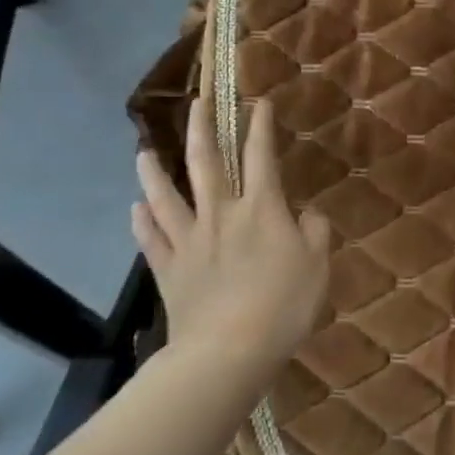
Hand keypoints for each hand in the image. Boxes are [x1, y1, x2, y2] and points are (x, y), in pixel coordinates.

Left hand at [132, 96, 331, 368]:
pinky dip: (142, 222)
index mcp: (260, 209)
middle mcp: (220, 214)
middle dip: (201, 129)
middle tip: (196, 103)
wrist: (228, 352)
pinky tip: (135, 210)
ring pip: (166, 197)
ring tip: (143, 151)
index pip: (261, 156)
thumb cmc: (283, 306)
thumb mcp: (318, 266)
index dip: (260, 126)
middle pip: (206, 163)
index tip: (258, 102)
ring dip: (153, 172)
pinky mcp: (169, 270)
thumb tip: (306, 214)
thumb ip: (315, 232)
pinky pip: (151, 240)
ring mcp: (189, 241)